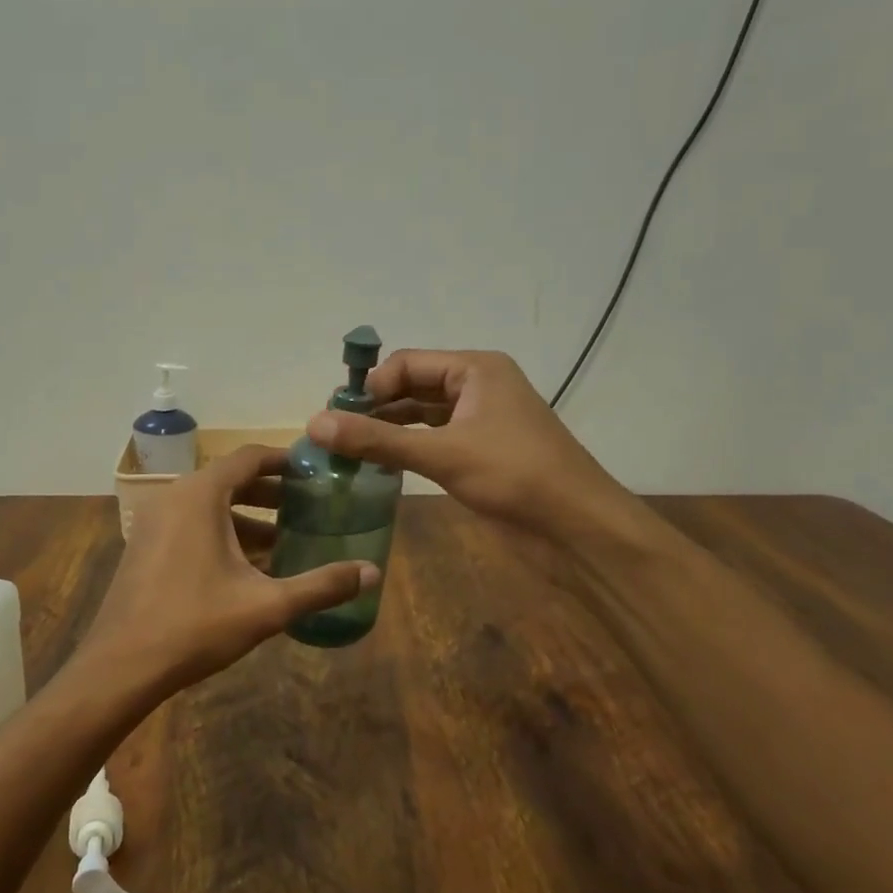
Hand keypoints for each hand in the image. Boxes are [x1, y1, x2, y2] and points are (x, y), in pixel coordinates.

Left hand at [72, 445, 377, 698]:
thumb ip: (321, 585)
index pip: (248, 457)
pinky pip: (191, 525)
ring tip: (285, 541)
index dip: (283, 461)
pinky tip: (248, 568)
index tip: (314, 471)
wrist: (120, 666)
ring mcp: (154, 522)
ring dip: (247, 518)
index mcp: (201, 495)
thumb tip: (372, 572)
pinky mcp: (145, 546)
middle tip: (307, 507)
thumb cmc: (195, 625)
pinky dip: (221, 534)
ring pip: (209, 506)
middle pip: (229, 480)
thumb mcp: (266, 606)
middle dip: (270, 493)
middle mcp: (174, 497)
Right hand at [307, 349, 652, 544]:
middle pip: (411, 386)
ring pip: (420, 416)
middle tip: (333, 433)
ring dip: (387, 429)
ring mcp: (480, 421)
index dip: (370, 386)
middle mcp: (476, 387)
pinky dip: (406, 448)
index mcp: (475, 369)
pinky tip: (378, 465)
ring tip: (346, 450)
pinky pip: (432, 440)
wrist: (578, 529)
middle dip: (374, 407)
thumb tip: (314, 424)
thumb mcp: (441, 454)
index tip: (337, 416)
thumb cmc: (515, 475)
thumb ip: (377, 439)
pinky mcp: (480, 453)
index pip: (406, 363)